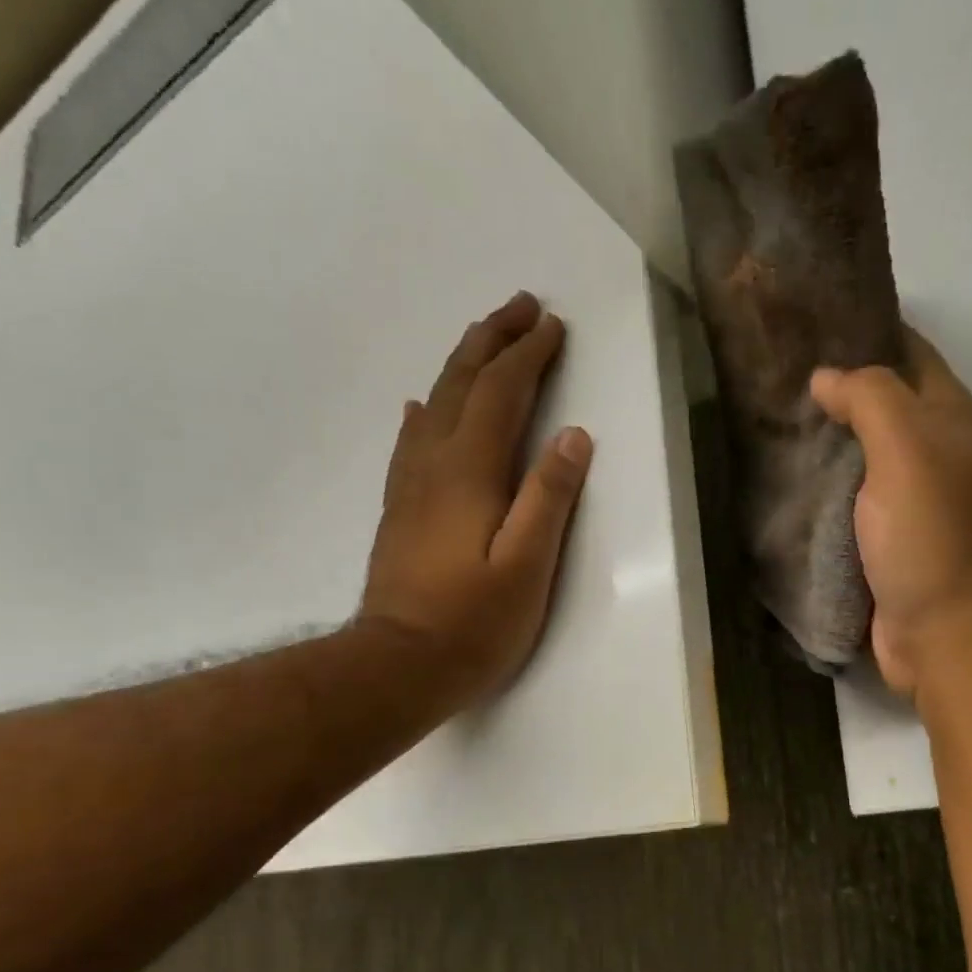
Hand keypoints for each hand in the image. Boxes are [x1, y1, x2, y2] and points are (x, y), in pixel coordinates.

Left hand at [355, 291, 593, 717]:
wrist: (399, 665)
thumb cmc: (473, 623)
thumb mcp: (527, 566)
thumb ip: (549, 497)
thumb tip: (573, 435)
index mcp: (470, 472)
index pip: (501, 395)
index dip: (528, 356)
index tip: (553, 325)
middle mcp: (434, 464)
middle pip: (462, 384)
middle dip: (492, 340)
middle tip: (520, 306)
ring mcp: (410, 486)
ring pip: (435, 404)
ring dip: (462, 365)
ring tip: (484, 341)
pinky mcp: (401, 510)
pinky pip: (412, 440)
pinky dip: (426, 411)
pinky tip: (423, 406)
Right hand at [810, 330, 971, 699]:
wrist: (944, 634)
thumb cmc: (931, 535)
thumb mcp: (907, 449)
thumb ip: (871, 399)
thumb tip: (826, 376)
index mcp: (951, 419)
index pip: (910, 353)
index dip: (868, 329)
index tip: (811, 320)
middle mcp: (935, 454)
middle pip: (883, 405)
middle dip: (837, 388)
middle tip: (774, 373)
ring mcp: (910, 502)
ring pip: (862, 456)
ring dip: (825, 441)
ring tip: (767, 421)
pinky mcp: (884, 543)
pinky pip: (848, 502)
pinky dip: (821, 489)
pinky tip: (784, 481)